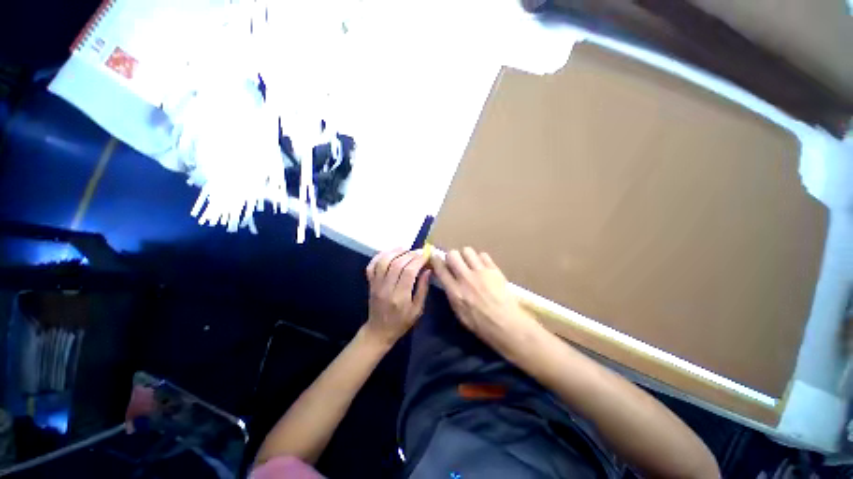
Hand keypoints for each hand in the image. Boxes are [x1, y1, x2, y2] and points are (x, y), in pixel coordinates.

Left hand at [364, 248, 431, 345]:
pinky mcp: (370, 283)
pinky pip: (372, 265)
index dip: (418, 260)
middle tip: (419, 252)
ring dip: (395, 251)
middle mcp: (386, 288)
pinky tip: (390, 252)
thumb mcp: (417, 310)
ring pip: (383, 262)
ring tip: (406, 248)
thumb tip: (428, 270)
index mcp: (400, 297)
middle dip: (410, 254)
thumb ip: (423, 289)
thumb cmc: (401, 322)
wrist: (379, 331)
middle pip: (396, 264)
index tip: (426, 255)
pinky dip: (380, 255)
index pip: (408, 272)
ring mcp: (376, 285)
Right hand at [430, 247, 543, 358]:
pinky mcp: (493, 269)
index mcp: (455, 291)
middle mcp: (465, 278)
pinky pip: (483, 255)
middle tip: (455, 262)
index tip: (435, 257)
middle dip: (451, 256)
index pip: (440, 269)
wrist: (506, 324)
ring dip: (465, 256)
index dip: (435, 260)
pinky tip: (482, 267)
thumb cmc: (481, 324)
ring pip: (467, 250)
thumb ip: (452, 294)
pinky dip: (480, 259)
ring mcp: (480, 272)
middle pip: (452, 254)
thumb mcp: (459, 313)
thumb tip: (448, 281)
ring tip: (469, 263)